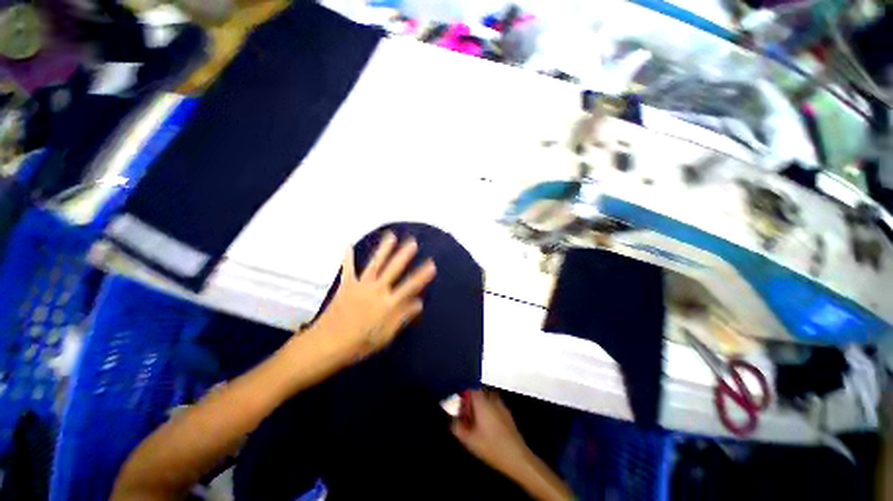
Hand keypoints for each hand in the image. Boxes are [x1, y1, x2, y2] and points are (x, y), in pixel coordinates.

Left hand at [315, 232, 436, 360]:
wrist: (327, 344)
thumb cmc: (360, 343)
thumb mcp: (386, 335)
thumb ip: (403, 316)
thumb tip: (419, 303)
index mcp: (388, 303)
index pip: (410, 286)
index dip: (422, 275)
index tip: (431, 264)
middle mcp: (377, 290)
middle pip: (393, 269)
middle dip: (404, 255)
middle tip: (412, 242)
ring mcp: (361, 285)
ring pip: (375, 264)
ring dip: (384, 249)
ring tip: (391, 236)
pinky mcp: (346, 285)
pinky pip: (348, 269)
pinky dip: (347, 257)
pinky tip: (347, 245)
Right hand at [451, 391, 531, 476]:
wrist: (517, 458)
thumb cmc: (491, 447)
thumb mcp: (469, 440)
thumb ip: (457, 427)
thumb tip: (453, 419)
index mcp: (482, 402)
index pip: (470, 387)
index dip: (462, 393)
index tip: (457, 403)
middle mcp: (492, 399)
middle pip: (478, 392)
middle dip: (470, 400)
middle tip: (465, 413)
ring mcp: (501, 405)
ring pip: (487, 398)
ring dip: (479, 405)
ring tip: (474, 421)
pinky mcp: (507, 414)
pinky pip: (494, 406)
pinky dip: (488, 411)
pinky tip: (487, 427)